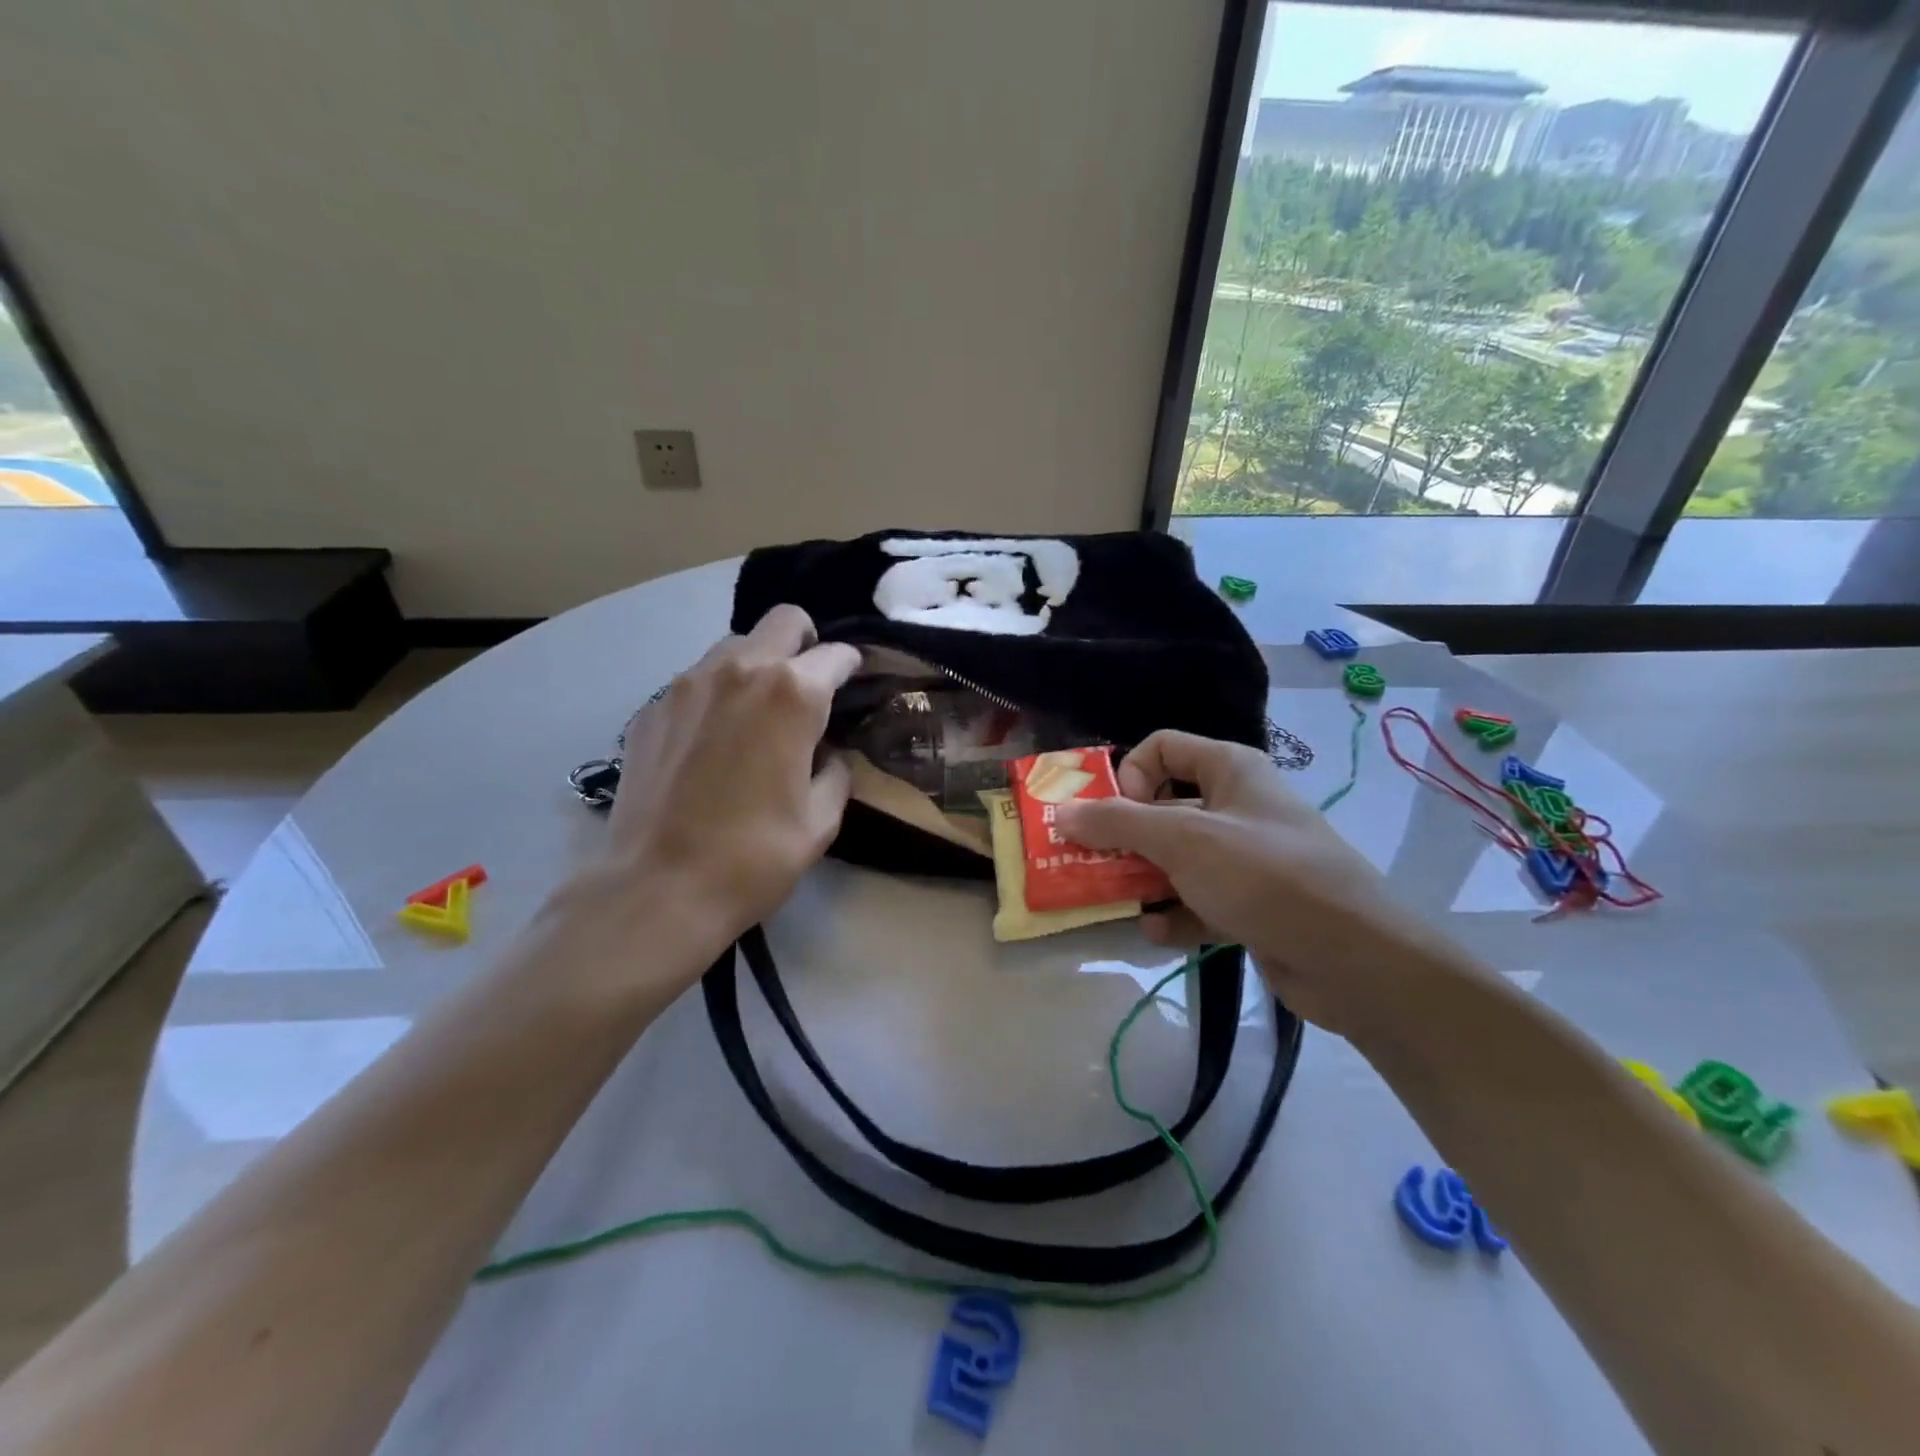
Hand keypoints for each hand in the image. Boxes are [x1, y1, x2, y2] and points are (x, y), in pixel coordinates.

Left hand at [556, 606, 859, 980]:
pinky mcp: (650, 708)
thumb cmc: (754, 857)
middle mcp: (740, 671)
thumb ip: (835, 772)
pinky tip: (712, 741)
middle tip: (808, 685)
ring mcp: (687, 684)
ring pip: (734, 644)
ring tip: (757, 713)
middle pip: (784, 620)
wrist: (659, 888)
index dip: (852, 667)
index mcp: (793, 695)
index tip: (853, 686)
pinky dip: (715, 695)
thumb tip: (826, 754)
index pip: (836, 654)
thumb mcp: (821, 821)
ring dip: (757, 665)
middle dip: (806, 642)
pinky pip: (695, 681)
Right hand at [1054, 730, 1458, 1038]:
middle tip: (1091, 865)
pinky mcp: (1250, 904)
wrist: (1355, 960)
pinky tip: (1157, 933)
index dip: (1130, 775)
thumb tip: (1063, 812)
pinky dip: (1174, 914)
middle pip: (1162, 808)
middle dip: (1125, 838)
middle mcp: (1236, 807)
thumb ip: (1118, 824)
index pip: (1162, 748)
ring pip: (1176, 859)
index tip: (1116, 815)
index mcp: (1229, 770)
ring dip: (1144, 881)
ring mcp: (1244, 859)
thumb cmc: (1264, 876)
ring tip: (1120, 903)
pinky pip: (1197, 900)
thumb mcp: (1182, 840)